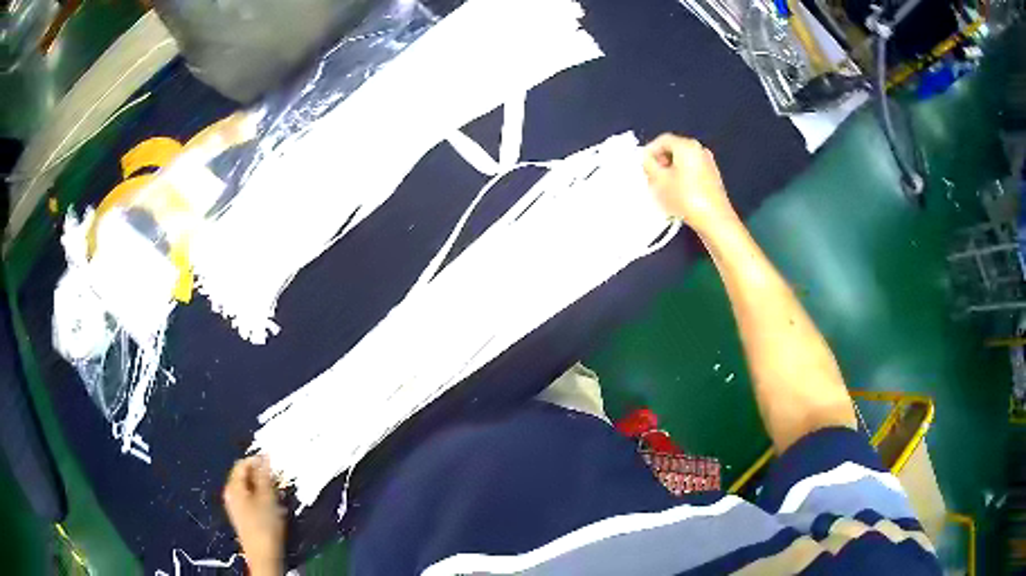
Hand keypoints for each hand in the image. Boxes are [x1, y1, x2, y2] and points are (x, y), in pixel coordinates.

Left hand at [223, 456, 284, 575]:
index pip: (242, 464)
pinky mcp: (241, 517)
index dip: (258, 460)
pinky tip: (272, 507)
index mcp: (233, 486)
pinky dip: (260, 498)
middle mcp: (230, 493)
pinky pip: (249, 500)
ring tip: (277, 495)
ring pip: (248, 489)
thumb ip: (265, 475)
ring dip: (262, 488)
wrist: (263, 555)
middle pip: (244, 476)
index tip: (274, 463)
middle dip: (261, 476)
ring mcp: (234, 506)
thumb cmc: (265, 525)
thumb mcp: (267, 497)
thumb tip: (265, 456)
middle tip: (277, 480)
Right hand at [643, 134, 737, 234]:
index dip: (650, 151)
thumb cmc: (685, 197)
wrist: (715, 220)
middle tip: (650, 177)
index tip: (642, 166)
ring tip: (662, 188)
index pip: (663, 140)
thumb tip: (646, 159)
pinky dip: (681, 177)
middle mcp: (699, 150)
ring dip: (670, 171)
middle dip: (660, 161)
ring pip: (683, 162)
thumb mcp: (660, 181)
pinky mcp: (712, 178)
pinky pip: (691, 171)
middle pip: (674, 150)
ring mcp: (708, 164)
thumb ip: (649, 165)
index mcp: (687, 146)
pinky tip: (676, 193)